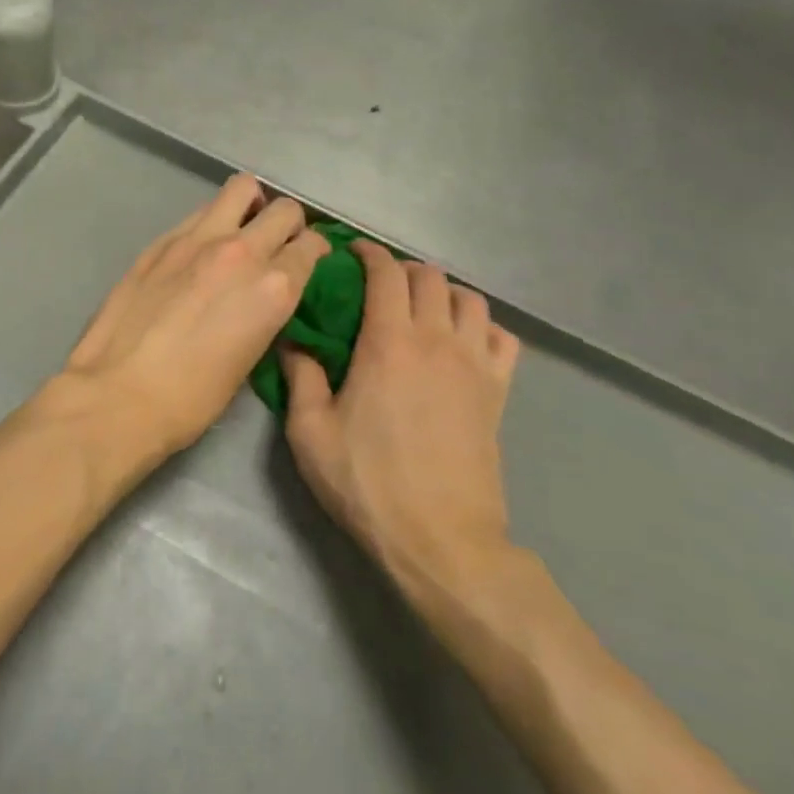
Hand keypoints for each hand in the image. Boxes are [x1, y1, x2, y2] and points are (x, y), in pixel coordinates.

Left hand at [61, 174, 327, 458]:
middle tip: (277, 244)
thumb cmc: (191, 398)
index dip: (314, 252)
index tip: (308, 260)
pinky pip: (200, 212)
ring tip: (240, 230)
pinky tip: (199, 250)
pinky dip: (211, 222)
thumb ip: (265, 312)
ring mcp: (197, 239)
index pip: (311, 246)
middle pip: (284, 210)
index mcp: (274, 288)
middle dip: (289, 224)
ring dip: (250, 206)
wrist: (118, 394)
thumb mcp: (249, 359)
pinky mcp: (161, 240)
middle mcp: (242, 252)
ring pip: (240, 189)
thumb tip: (265, 295)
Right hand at [282, 240, 523, 609]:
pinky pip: (502, 338)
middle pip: (429, 277)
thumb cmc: (367, 484)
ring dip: (443, 292)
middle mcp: (437, 340)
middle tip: (378, 285)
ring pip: (470, 299)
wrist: (441, 540)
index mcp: (388, 343)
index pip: (386, 273)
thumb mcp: (310, 434)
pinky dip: (483, 327)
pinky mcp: (499, 392)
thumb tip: (291, 342)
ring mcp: (475, 365)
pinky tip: (463, 342)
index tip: (352, 253)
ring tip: (421, 309)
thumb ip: (299, 378)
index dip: (369, 253)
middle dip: (402, 270)